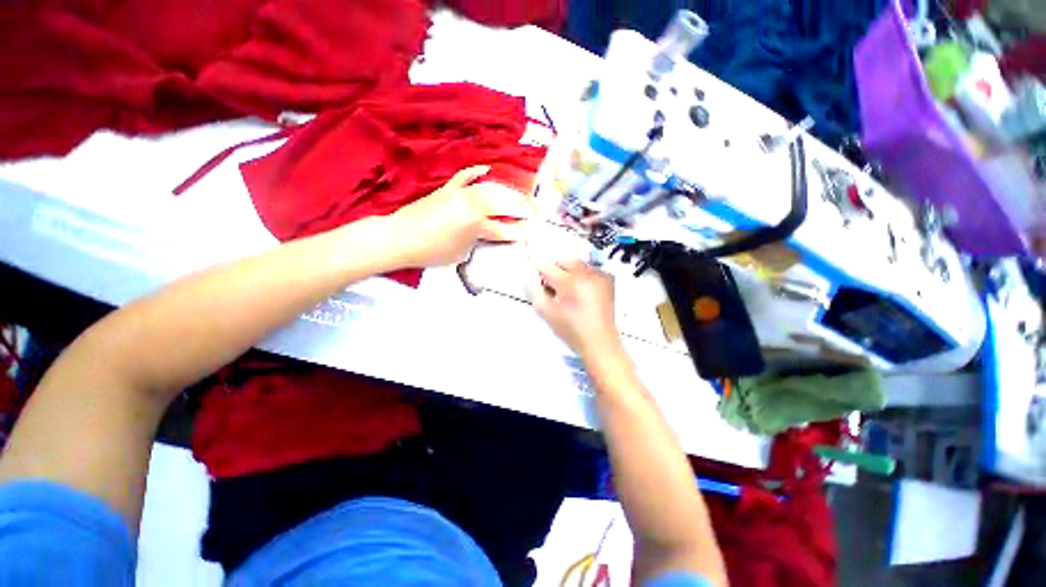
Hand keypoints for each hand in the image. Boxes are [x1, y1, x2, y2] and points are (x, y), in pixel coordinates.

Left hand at [389, 165, 530, 267]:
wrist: (400, 237)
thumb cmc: (432, 252)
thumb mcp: (462, 254)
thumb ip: (478, 243)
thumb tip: (486, 236)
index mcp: (476, 225)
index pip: (504, 229)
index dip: (519, 232)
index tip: (530, 232)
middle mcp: (472, 205)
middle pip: (503, 204)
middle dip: (520, 208)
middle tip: (531, 211)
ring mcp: (460, 193)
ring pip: (489, 188)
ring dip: (506, 191)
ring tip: (517, 196)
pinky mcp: (448, 188)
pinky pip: (465, 176)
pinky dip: (477, 172)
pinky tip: (487, 169)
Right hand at [527, 259, 623, 357]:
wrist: (599, 342)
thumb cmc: (571, 330)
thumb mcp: (546, 312)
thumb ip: (533, 291)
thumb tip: (527, 276)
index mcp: (570, 282)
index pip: (547, 266)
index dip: (539, 273)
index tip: (539, 282)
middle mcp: (587, 274)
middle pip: (563, 261)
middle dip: (554, 270)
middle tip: (553, 288)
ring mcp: (599, 275)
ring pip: (576, 263)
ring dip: (568, 271)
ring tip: (568, 291)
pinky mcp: (607, 279)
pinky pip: (589, 269)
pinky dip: (582, 275)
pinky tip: (581, 291)